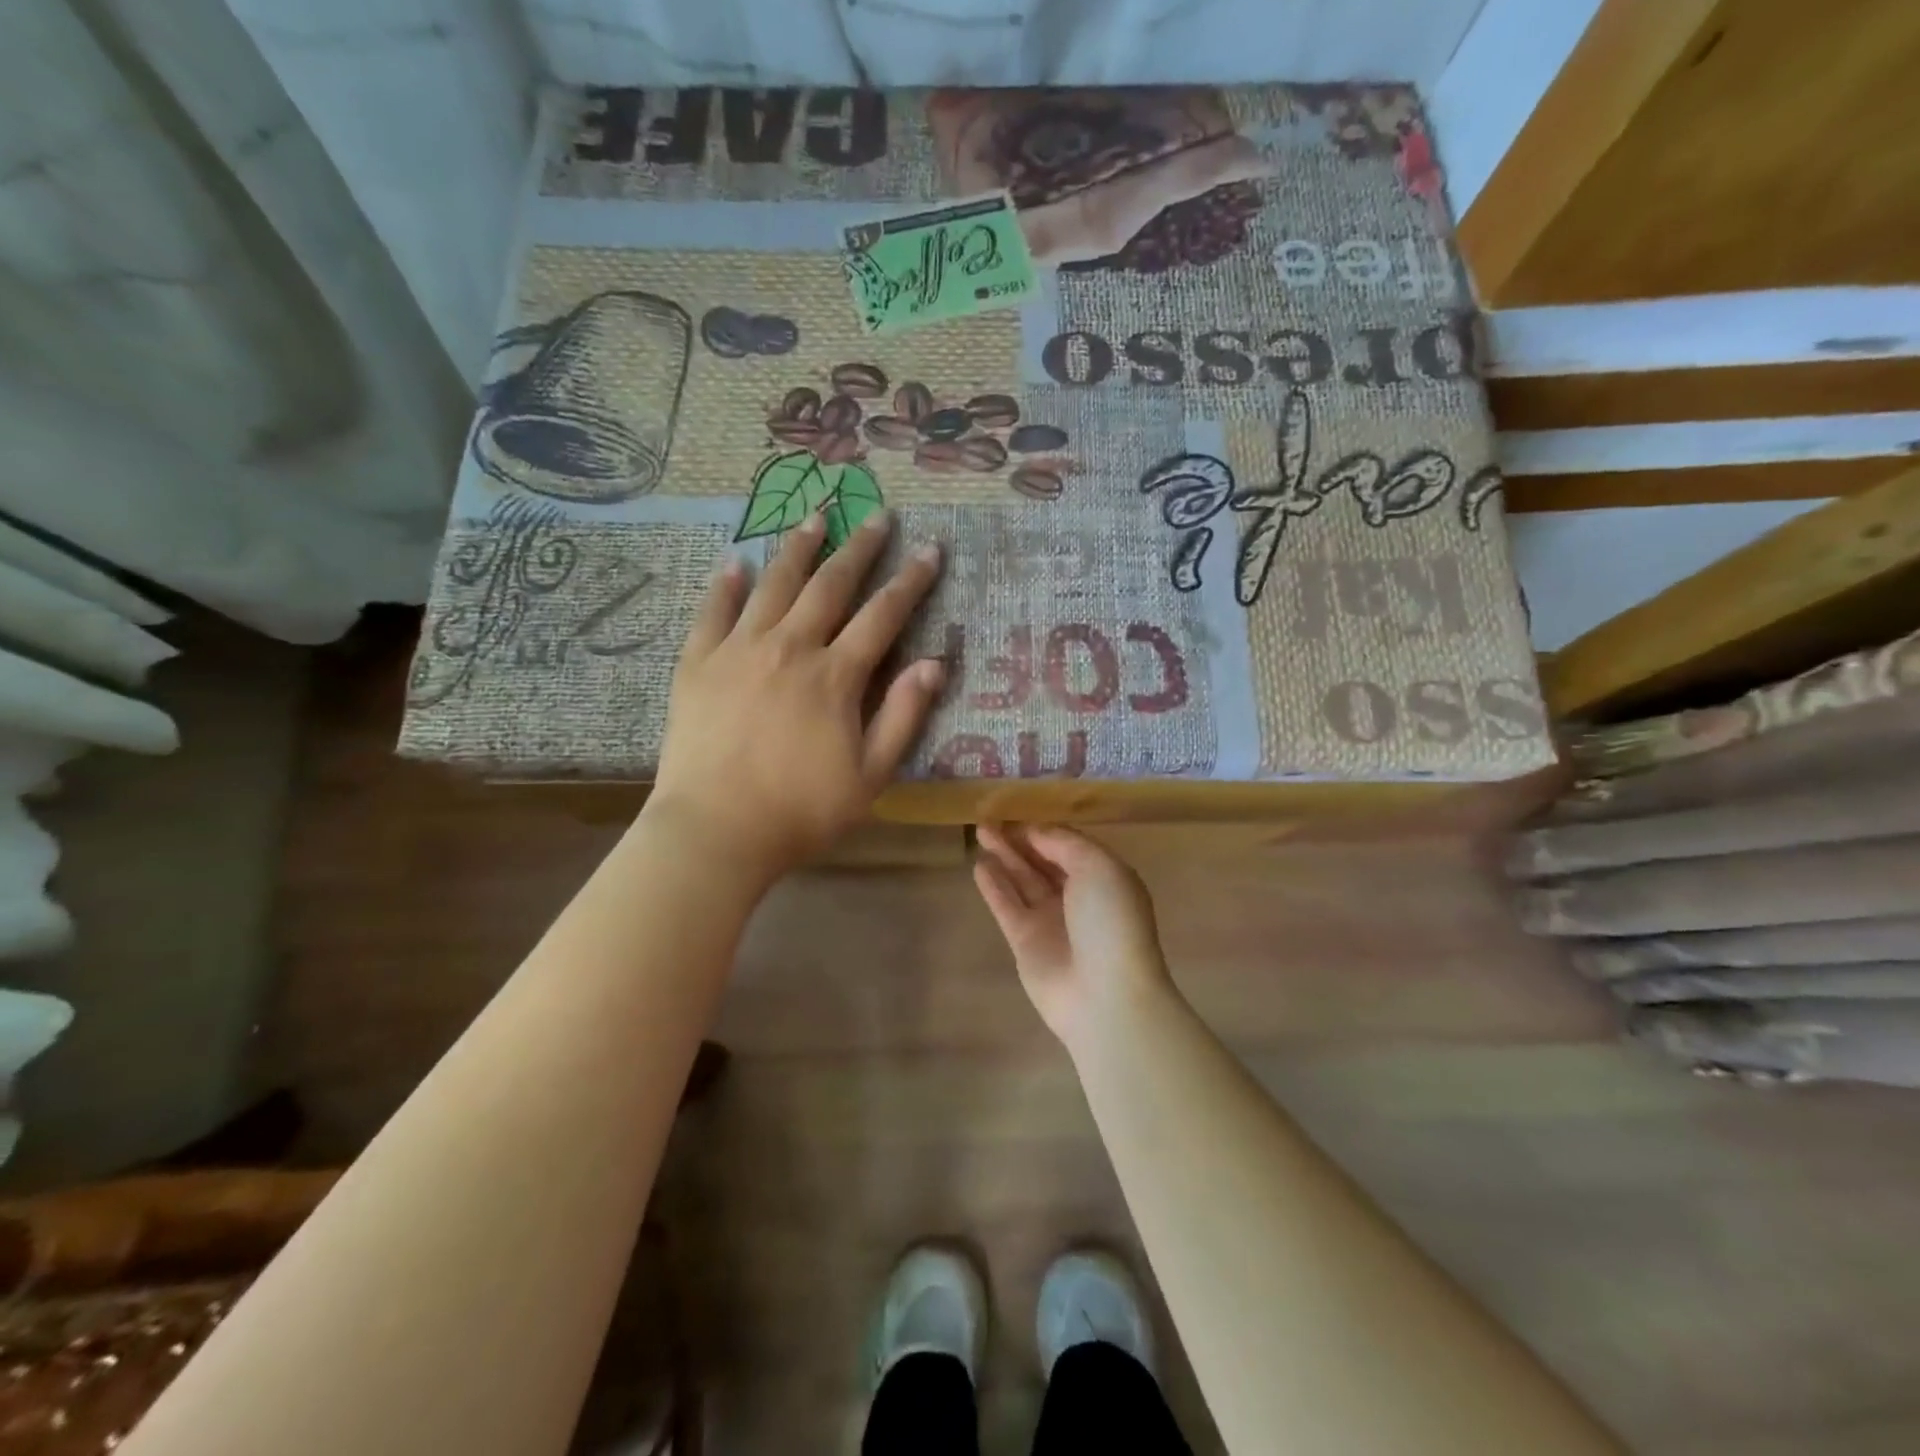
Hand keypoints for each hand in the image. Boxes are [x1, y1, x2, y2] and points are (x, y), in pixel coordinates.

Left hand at [648, 508, 943, 883]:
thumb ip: (903, 716)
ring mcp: (739, 650)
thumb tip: (935, 664)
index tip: (929, 550)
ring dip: (799, 548)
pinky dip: (727, 584)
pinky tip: (735, 562)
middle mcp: (790, 647)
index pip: (883, 615)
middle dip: (859, 548)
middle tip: (877, 516)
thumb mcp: (871, 775)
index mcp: (835, 676)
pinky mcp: (698, 663)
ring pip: (774, 585)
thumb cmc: (802, 811)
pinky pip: (713, 612)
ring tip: (816, 516)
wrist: (716, 831)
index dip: (910, 581)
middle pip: (830, 586)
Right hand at [973, 825, 1176, 1047]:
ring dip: (1003, 856)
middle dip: (1019, 839)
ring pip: (1022, 880)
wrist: (1105, 994)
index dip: (1043, 827)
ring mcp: (1050, 920)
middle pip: (1042, 860)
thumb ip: (1064, 843)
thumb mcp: (1098, 867)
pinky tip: (979, 865)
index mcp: (1103, 877)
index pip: (1068, 844)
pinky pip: (1006, 906)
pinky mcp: (1025, 942)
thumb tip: (1035, 832)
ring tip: (980, 831)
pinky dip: (993, 886)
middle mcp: (1077, 896)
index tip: (1017, 808)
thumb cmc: (1110, 921)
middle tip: (990, 817)